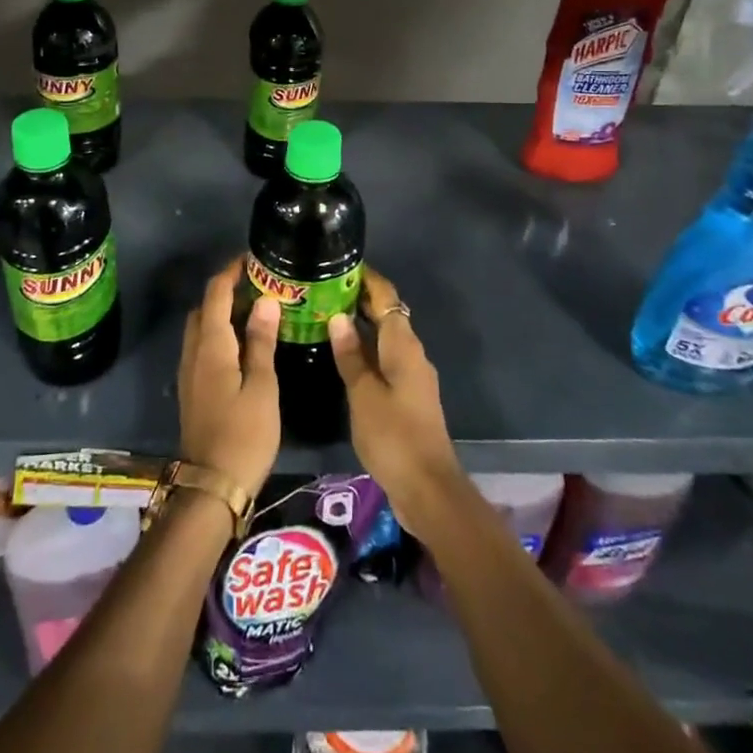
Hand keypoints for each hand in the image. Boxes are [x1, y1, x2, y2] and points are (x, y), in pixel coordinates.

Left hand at [177, 259, 281, 499]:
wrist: (212, 486)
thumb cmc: (244, 434)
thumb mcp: (262, 387)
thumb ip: (261, 342)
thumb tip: (265, 300)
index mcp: (211, 346)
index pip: (215, 295)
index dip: (230, 273)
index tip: (251, 260)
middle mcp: (194, 353)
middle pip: (204, 309)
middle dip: (226, 291)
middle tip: (258, 287)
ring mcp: (189, 373)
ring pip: (201, 329)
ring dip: (222, 313)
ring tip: (255, 312)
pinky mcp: (192, 390)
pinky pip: (202, 347)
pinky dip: (220, 335)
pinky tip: (243, 346)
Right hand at [328, 269, 466, 540]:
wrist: (428, 487)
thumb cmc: (394, 435)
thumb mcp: (364, 394)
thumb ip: (351, 355)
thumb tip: (338, 316)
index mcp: (403, 345)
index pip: (386, 297)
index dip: (367, 279)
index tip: (341, 265)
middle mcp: (411, 353)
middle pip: (387, 315)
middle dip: (359, 299)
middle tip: (324, 290)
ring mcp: (412, 375)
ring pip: (385, 338)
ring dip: (361, 325)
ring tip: (327, 316)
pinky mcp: (408, 396)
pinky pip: (385, 359)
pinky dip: (366, 349)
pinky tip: (344, 356)